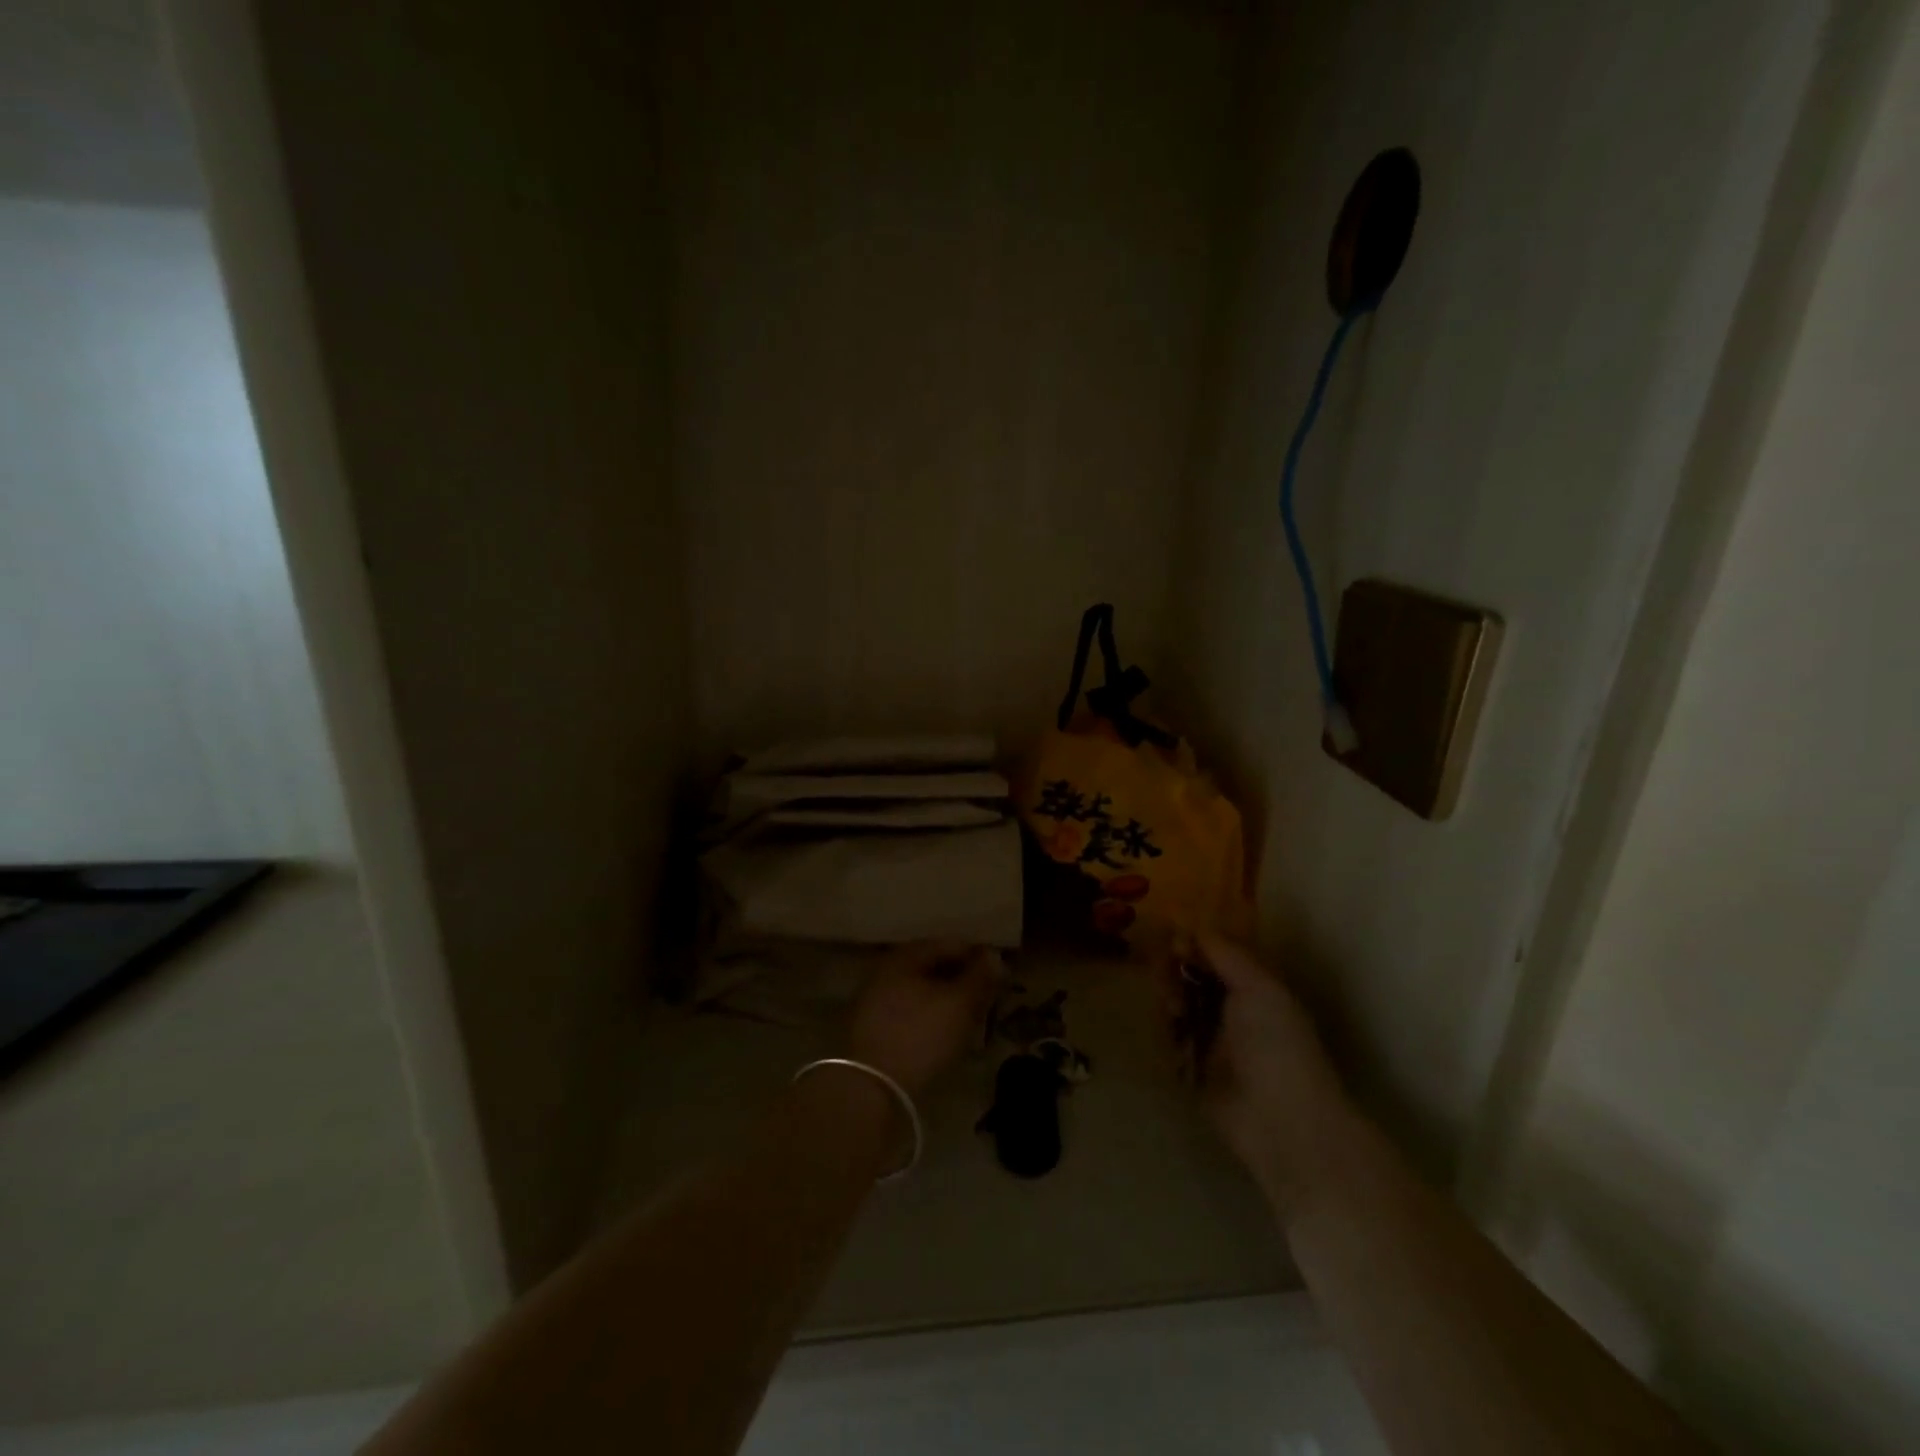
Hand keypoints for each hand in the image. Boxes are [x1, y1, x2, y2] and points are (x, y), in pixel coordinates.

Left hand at [846, 942, 1002, 1096]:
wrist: (870, 1088)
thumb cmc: (919, 1035)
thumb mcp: (959, 1004)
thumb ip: (980, 977)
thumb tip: (995, 955)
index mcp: (905, 956)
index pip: (949, 944)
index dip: (978, 957)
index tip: (1000, 975)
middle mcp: (886, 970)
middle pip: (933, 967)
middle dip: (962, 979)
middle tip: (988, 997)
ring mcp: (875, 1000)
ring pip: (922, 991)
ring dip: (947, 1000)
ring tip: (972, 1018)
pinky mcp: (873, 1029)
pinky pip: (910, 1012)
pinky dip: (931, 1016)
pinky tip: (945, 1034)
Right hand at [1173, 935, 1353, 1218]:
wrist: (1282, 1121)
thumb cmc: (1277, 1045)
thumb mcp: (1259, 988)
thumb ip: (1226, 954)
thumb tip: (1194, 927)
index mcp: (1255, 989)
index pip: (1217, 955)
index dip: (1194, 943)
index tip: (1171, 935)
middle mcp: (1233, 1011)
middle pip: (1192, 978)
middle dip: (1174, 969)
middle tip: (1162, 970)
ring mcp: (1212, 1042)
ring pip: (1178, 1006)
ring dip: (1169, 998)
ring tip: (1173, 1007)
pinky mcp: (1194, 1071)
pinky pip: (1170, 1041)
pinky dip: (1165, 1032)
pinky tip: (1169, 1030)